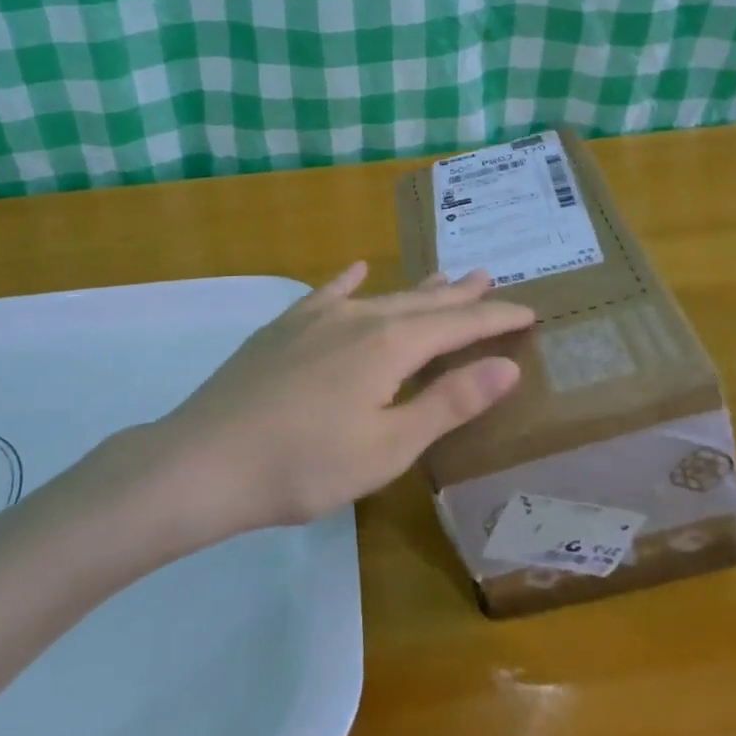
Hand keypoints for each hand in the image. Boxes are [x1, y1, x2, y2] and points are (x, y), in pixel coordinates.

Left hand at [147, 262, 534, 534]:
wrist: (206, 460)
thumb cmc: (305, 465)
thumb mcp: (388, 446)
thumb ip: (448, 402)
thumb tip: (506, 365)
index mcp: (390, 345)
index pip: (457, 325)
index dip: (495, 318)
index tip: (529, 311)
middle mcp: (358, 317)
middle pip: (421, 302)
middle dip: (460, 295)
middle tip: (489, 277)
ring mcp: (316, 318)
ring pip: (380, 295)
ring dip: (416, 289)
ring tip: (443, 276)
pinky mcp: (284, 328)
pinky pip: (326, 294)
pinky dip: (347, 282)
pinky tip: (355, 269)